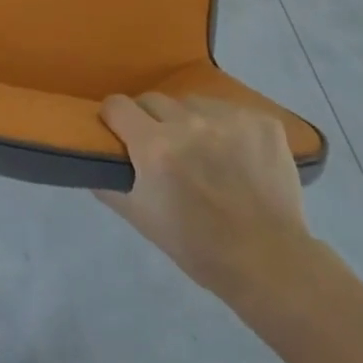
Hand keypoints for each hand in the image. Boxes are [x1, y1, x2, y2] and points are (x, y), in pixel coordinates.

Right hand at [97, 93, 312, 298]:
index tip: (120, 133)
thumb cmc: (197, 246)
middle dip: (150, 121)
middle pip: (153, 100)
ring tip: (203, 152)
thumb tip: (93, 157)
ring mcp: (230, 118)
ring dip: (189, 121)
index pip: (117, 105)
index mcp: (155, 146)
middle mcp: (189, 122)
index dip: (114, 119)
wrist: (269, 262)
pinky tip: (236, 155)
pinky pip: (229, 111)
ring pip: (192, 103)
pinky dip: (226, 128)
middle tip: (162, 149)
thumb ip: (109, 183)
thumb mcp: (141, 218)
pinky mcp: (262, 121)